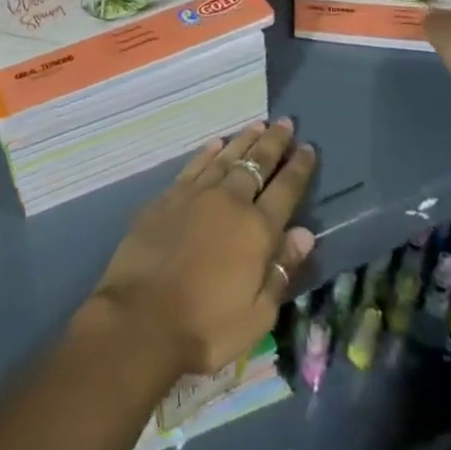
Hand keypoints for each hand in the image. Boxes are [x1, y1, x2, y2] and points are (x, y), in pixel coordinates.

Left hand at [90, 120, 316, 377]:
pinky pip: (195, 165)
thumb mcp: (258, 314)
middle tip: (285, 123)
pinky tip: (216, 143)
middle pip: (257, 164)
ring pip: (226, 158)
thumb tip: (305, 233)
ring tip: (257, 125)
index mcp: (257, 230)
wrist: (142, 317)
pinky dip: (208, 152)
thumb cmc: (206, 326)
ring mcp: (196, 194)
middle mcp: (229, 201)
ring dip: (244, 140)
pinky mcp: (168, 196)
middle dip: (273, 143)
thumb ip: (282, 269)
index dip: (298, 168)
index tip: (308, 147)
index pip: (285, 190)